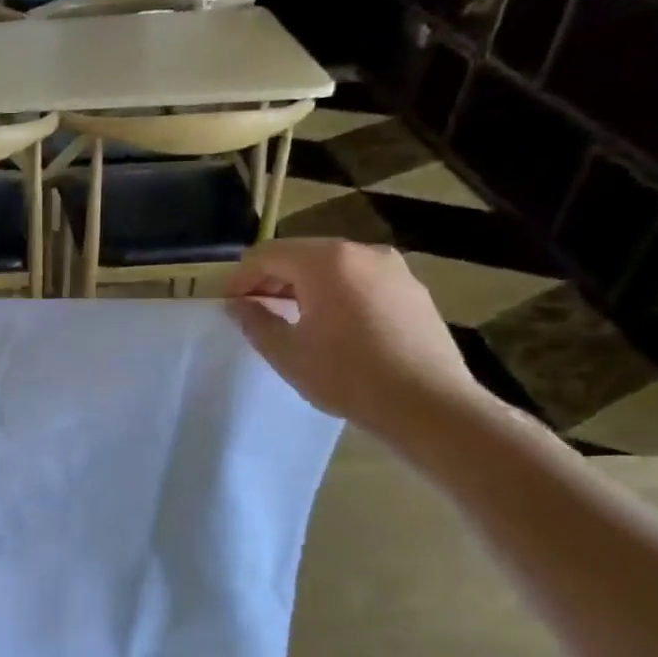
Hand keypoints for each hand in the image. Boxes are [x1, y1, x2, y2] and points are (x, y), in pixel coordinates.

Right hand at [224, 239, 494, 442]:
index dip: (241, 277)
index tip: (229, 304)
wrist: (428, 404)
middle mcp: (361, 252)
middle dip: (272, 279)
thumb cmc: (347, 376)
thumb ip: (255, 321)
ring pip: (333, 267)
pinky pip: (360, 281)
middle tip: (255, 311)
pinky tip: (333, 327)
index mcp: (326, 261)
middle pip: (301, 254)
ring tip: (292, 319)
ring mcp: (393, 268)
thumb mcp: (287, 352)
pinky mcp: (412, 290)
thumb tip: (237, 305)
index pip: (267, 254)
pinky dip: (336, 293)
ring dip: (304, 286)